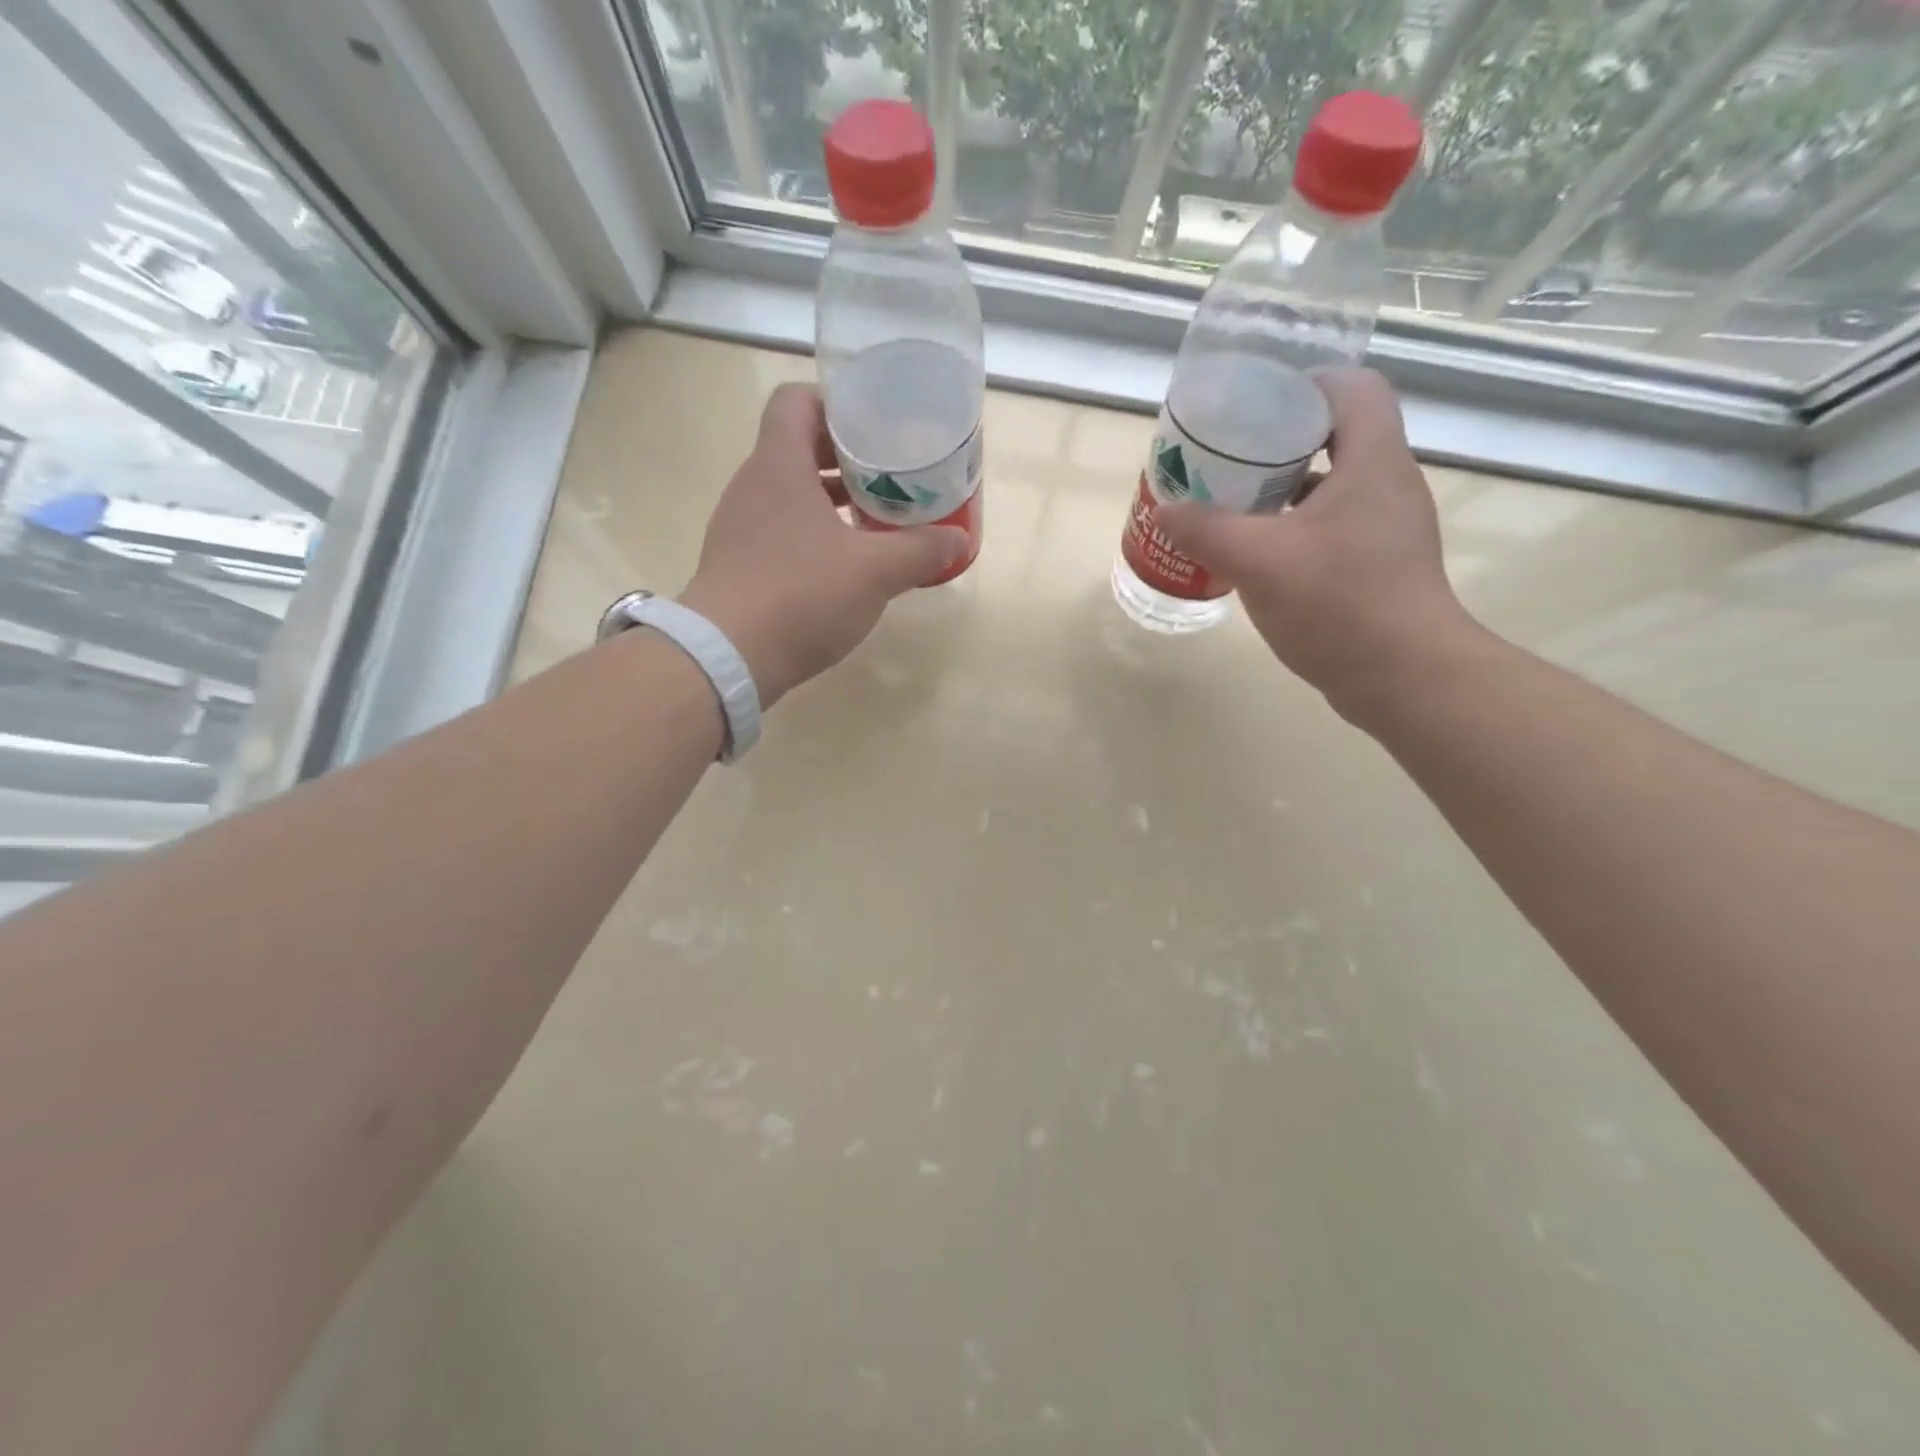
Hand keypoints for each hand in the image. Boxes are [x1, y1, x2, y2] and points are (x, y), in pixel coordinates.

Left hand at [678, 384, 968, 707]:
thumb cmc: (801, 595)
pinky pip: (779, 530)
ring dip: (829, 499)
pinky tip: (842, 564)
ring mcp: (739, 527)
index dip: (834, 403)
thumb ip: (920, 550)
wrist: (727, 658)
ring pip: (789, 493)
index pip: (796, 401)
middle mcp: (752, 486)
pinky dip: (812, 534)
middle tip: (889, 474)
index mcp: (779, 465)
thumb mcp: (875, 572)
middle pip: (797, 447)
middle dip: (845, 457)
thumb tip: (959, 539)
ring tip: (874, 518)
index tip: (873, 425)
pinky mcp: (738, 564)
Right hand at [1155, 367, 1477, 717]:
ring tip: (1233, 504)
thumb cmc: (1338, 603)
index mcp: (1371, 461)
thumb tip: (1165, 510)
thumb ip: (1206, 530)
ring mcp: (1388, 527)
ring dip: (1284, 489)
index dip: (1302, 384)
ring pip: (1332, 485)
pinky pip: (1333, 526)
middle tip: (1228, 458)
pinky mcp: (1381, 564)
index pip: (1349, 388)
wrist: (1404, 676)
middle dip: (1278, 441)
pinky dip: (1295, 528)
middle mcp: (1388, 483)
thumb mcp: (1258, 561)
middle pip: (1336, 435)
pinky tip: (1259, 554)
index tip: (1253, 405)